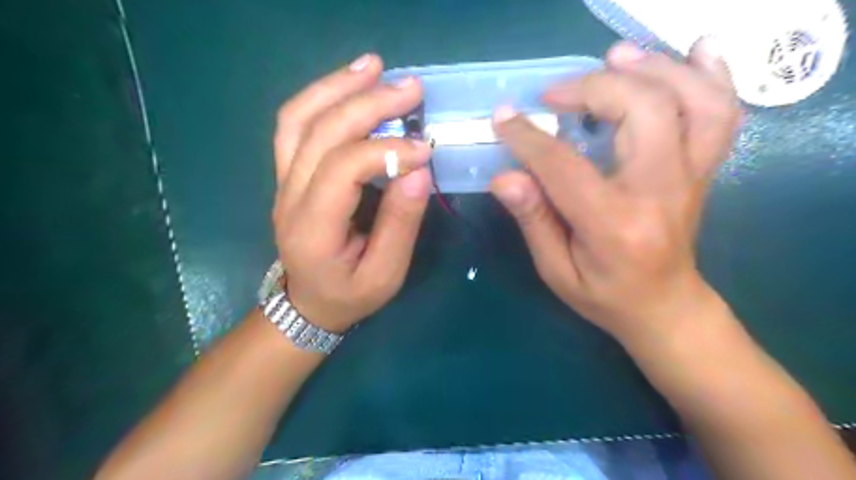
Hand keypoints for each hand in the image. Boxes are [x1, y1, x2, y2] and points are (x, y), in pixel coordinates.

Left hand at [275, 54, 431, 332]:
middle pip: (320, 132)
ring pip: (299, 118)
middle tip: (410, 88)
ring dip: (337, 86)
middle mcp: (289, 197)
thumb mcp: (385, 274)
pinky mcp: (288, 173)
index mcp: (312, 228)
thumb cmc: (350, 294)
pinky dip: (321, 96)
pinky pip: (295, 124)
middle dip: (367, 104)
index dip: (386, 150)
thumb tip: (418, 171)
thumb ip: (400, 224)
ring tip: (374, 66)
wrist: (308, 303)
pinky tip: (349, 82)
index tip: (426, 147)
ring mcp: (282, 181)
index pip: (343, 169)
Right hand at [491, 40, 746, 342]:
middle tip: (555, 95)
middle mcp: (661, 193)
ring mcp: (692, 178)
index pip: (566, 167)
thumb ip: (533, 220)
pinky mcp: (703, 171)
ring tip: (613, 58)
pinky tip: (693, 52)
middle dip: (593, 89)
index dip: (529, 138)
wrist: (666, 308)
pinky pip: (722, 113)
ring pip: (692, 102)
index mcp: (614, 226)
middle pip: (643, 113)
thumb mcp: (556, 269)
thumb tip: (503, 177)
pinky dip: (710, 75)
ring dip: (652, 69)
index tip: (504, 118)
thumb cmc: (604, 296)